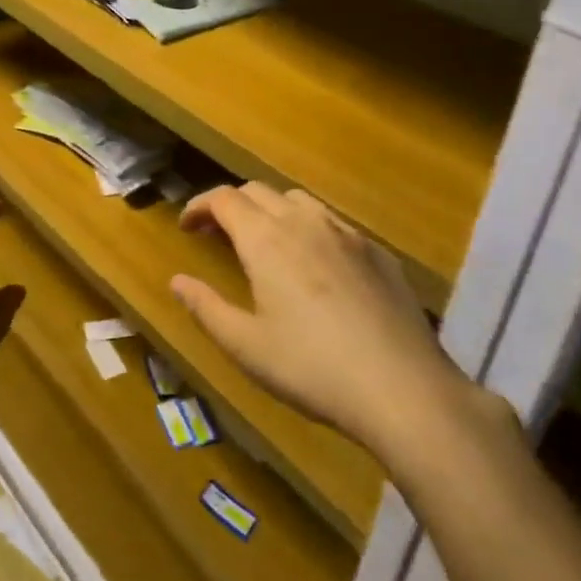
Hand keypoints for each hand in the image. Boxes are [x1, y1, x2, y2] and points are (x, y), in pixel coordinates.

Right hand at [172, 183, 480, 453]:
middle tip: (216, 235)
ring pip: (298, 201)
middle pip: (258, 191)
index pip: (223, 199)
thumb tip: (176, 281)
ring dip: (271, 211)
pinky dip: (309, 228)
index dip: (199, 206)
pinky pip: (333, 223)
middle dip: (230, 206)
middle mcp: (305, 222)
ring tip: (264, 243)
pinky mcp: (378, 253)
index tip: (186, 227)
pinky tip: (316, 266)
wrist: (403, 388)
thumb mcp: (245, 345)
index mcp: (266, 239)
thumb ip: (206, 307)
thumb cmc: (311, 368)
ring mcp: (347, 234)